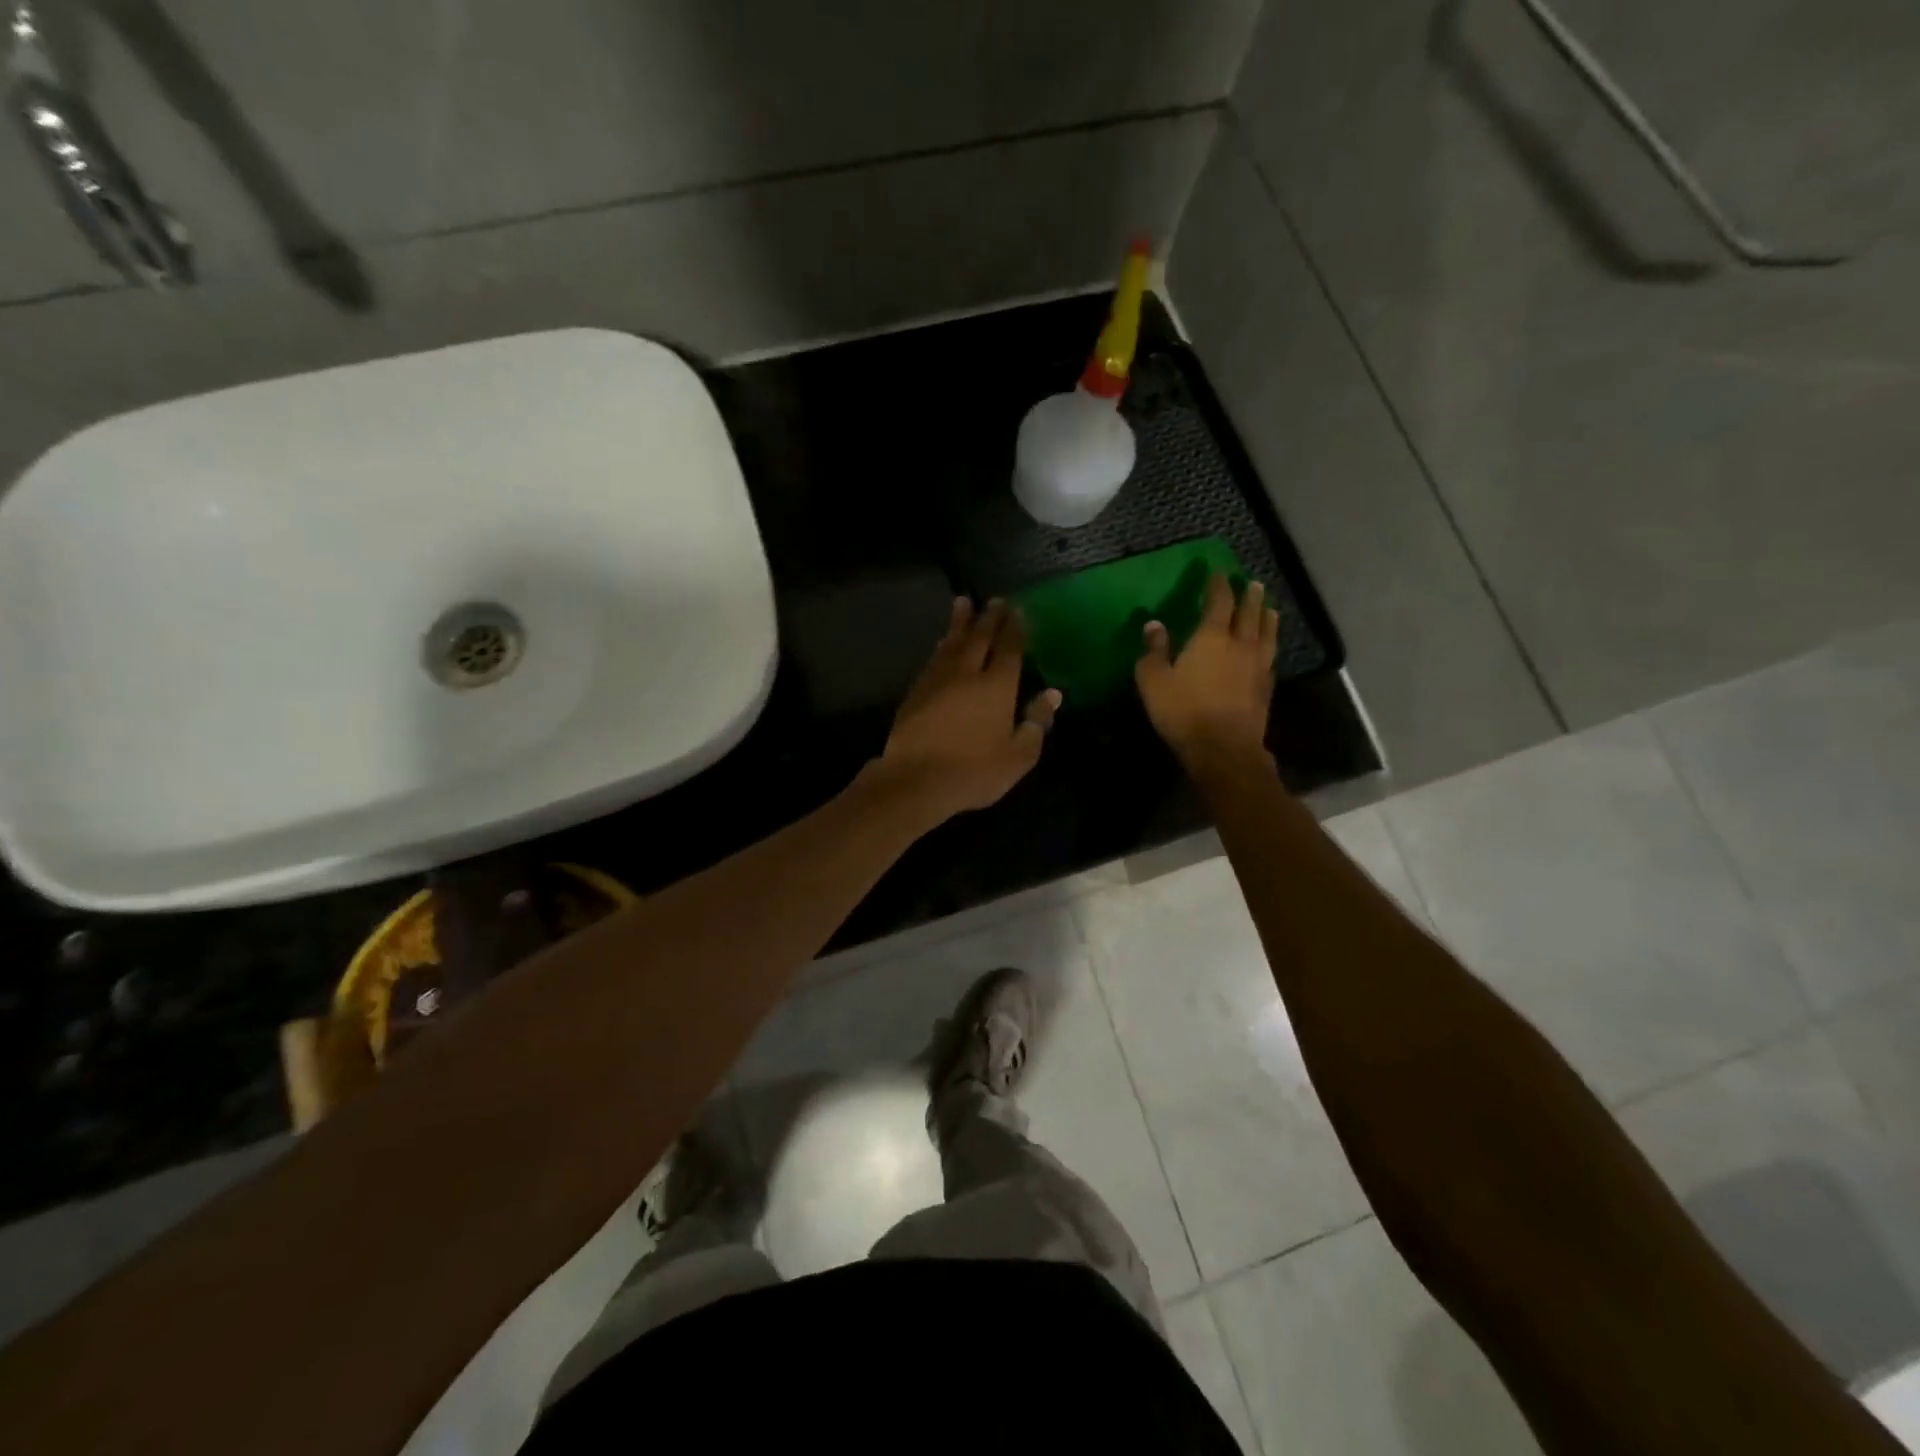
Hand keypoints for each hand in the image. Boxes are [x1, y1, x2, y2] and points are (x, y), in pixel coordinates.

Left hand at [869, 597, 1060, 821]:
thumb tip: (1053, 694)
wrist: (915, 780)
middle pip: (979, 637)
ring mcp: (937, 680)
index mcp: (997, 686)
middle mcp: (967, 674)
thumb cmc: (974, 771)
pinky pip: (933, 659)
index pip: (1009, 649)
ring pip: (951, 643)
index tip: (1017, 609)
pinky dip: (941, 647)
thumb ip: (1037, 723)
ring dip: (959, 623)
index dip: (1014, 628)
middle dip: (988, 617)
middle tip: (994, 599)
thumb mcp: (1019, 755)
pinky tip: (941, 644)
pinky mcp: (915, 692)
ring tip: (962, 603)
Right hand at [1135, 573, 1278, 765]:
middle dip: (1250, 596)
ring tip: (1269, 608)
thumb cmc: (1183, 711)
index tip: (1219, 572)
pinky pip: (1271, 657)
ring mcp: (1258, 666)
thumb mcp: (1154, 681)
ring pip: (1267, 633)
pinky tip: (1268, 649)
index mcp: (1212, 637)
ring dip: (1267, 617)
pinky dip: (1270, 645)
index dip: (1219, 585)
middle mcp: (1240, 645)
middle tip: (1252, 583)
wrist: (1223, 748)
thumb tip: (1154, 625)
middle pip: (1250, 613)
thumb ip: (1154, 651)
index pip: (1219, 602)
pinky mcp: (1266, 687)